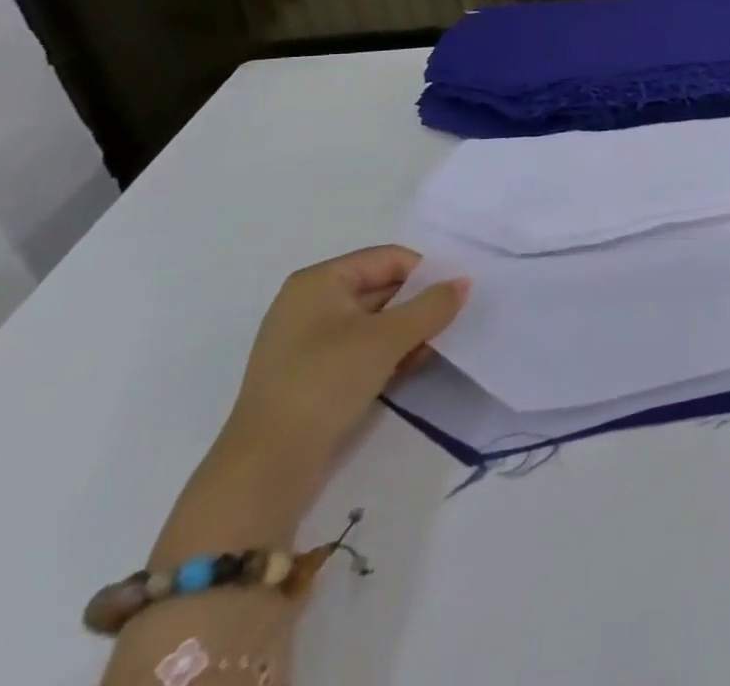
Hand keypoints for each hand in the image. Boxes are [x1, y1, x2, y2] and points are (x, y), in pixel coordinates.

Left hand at [225, 246, 469, 478]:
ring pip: (374, 322)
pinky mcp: (311, 376)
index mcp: (319, 281)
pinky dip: (388, 354)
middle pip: (382, 288)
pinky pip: (360, 350)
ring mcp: (307, 343)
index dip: (425, 273)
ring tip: (435, 347)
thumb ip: (432, 305)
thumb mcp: (388, 339)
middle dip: (418, 304)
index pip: (388, 259)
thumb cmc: (325, 383)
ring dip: (407, 332)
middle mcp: (310, 304)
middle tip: (454, 320)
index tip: (456, 295)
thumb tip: (464, 282)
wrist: (265, 470)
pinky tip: (411, 368)